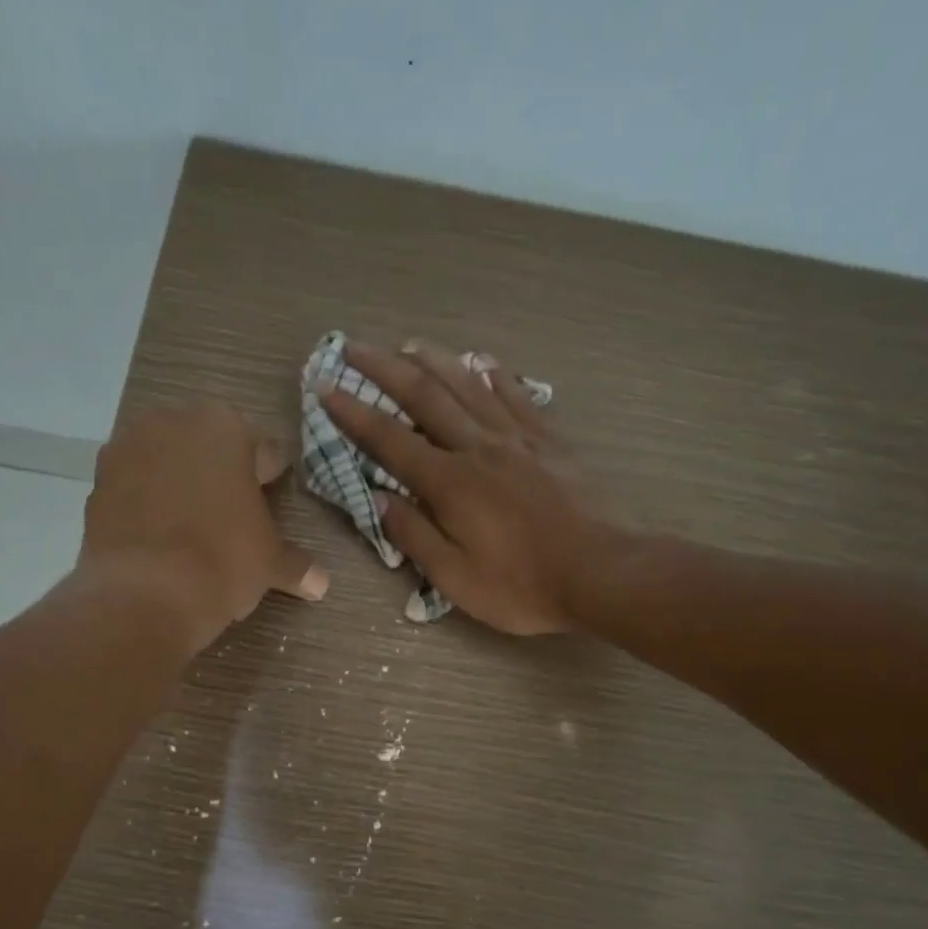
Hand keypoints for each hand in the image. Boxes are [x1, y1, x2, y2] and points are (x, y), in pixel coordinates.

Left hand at [80, 402, 326, 650]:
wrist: (143, 594)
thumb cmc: (222, 562)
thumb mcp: (270, 564)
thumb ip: (296, 565)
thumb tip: (321, 584)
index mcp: (226, 428)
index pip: (263, 451)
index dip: (270, 479)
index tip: (271, 500)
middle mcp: (174, 423)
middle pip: (209, 447)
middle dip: (221, 474)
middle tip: (232, 515)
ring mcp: (128, 448)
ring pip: (167, 461)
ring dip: (180, 483)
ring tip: (191, 527)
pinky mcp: (96, 481)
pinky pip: (134, 485)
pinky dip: (146, 502)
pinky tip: (158, 536)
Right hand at [320, 340, 605, 635]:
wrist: (601, 572)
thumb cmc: (522, 585)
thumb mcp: (455, 578)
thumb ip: (415, 535)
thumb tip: (378, 499)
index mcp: (450, 483)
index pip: (390, 441)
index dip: (354, 414)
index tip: (326, 388)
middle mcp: (479, 448)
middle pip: (426, 398)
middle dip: (385, 369)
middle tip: (355, 346)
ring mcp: (518, 440)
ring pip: (470, 387)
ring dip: (435, 360)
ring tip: (410, 343)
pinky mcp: (550, 443)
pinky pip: (517, 398)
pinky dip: (496, 376)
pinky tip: (485, 363)